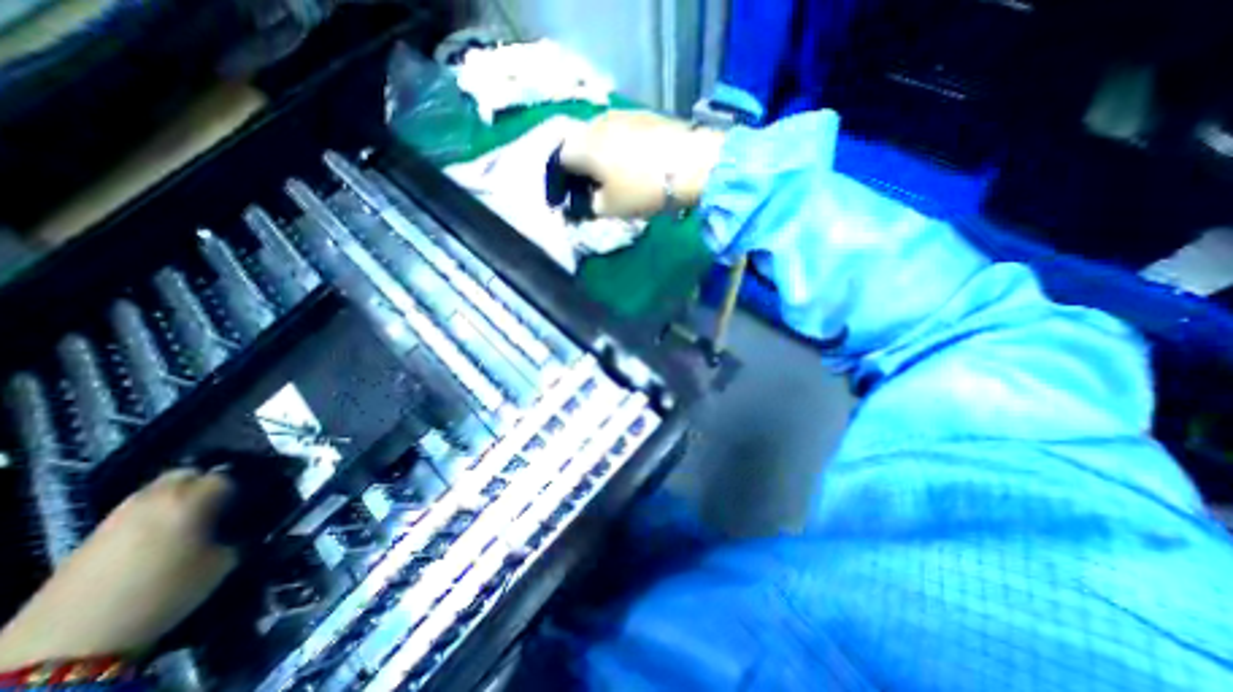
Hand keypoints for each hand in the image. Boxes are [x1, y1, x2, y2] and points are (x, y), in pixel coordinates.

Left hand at [0, 467, 235, 668]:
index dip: (245, 487)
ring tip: (194, 519)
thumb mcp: (222, 562)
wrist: (70, 638)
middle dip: (209, 483)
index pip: (231, 476)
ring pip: (161, 489)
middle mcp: (159, 495)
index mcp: (195, 497)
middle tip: (223, 505)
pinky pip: (138, 508)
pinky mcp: (97, 532)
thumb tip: (248, 524)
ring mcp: (122, 512)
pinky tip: (163, 534)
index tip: (253, 503)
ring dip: (180, 497)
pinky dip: (156, 513)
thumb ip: (240, 535)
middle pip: (191, 473)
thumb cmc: (165, 591)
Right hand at [562, 110, 723, 218]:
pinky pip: (621, 134)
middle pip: (580, 145)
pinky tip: (631, 166)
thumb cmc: (642, 189)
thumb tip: (579, 204)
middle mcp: (597, 122)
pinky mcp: (645, 116)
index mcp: (583, 144)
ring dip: (601, 159)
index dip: (561, 182)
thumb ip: (586, 207)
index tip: (570, 199)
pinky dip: (619, 150)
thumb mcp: (609, 208)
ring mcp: (623, 115)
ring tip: (612, 180)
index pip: (559, 160)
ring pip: (601, 138)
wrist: (691, 164)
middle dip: (581, 169)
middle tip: (590, 190)